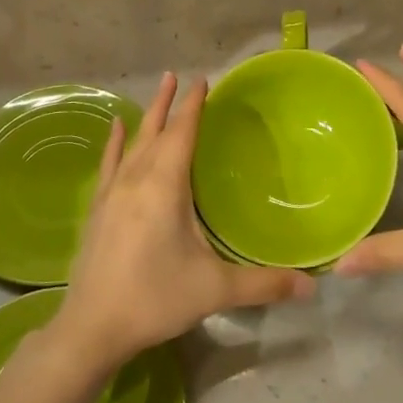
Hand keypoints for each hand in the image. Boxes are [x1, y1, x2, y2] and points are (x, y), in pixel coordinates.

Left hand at [54, 72, 313, 369]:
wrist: (92, 327)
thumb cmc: (155, 298)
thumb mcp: (214, 290)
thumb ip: (264, 285)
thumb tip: (311, 287)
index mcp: (164, 186)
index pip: (183, 134)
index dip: (194, 106)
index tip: (203, 81)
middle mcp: (136, 179)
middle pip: (155, 130)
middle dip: (169, 103)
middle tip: (177, 75)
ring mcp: (111, 193)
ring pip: (132, 143)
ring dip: (147, 117)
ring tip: (157, 91)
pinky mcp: (97, 209)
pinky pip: (109, 163)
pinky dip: (114, 142)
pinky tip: (114, 129)